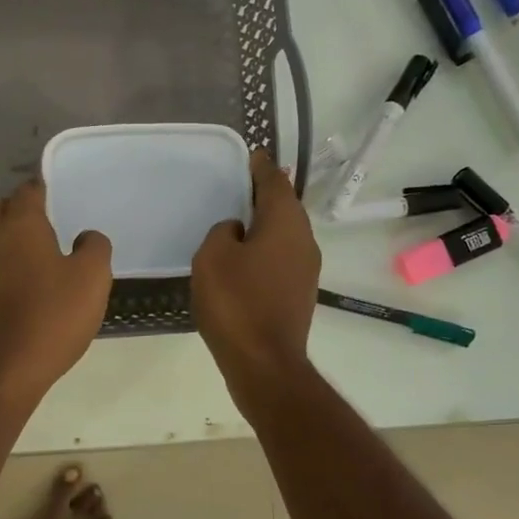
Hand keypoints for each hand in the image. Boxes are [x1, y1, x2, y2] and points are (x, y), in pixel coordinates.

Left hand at [0, 179, 112, 405]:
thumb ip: (94, 248)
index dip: (42, 189)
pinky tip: (17, 286)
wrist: (2, 369)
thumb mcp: (92, 279)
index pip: (28, 191)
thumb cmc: (51, 316)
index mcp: (21, 225)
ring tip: (32, 256)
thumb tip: (86, 236)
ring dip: (4, 239)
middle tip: (43, 224)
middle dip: (16, 209)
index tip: (56, 196)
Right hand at [192, 151, 320, 403]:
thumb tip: (236, 231)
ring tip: (240, 220)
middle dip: (266, 194)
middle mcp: (304, 240)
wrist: (264, 363)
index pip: (274, 182)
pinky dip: (266, 249)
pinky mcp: (299, 293)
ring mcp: (306, 269)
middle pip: (285, 207)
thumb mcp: (213, 257)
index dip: (261, 168)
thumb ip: (223, 232)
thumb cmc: (236, 303)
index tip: (252, 156)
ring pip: (285, 234)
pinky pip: (282, 258)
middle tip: (241, 185)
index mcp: (285, 223)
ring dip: (266, 224)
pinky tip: (245, 259)